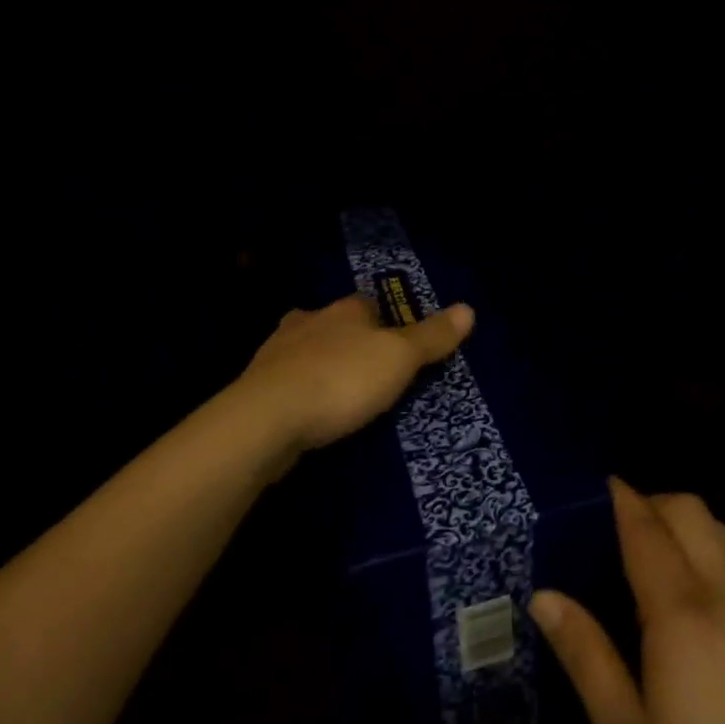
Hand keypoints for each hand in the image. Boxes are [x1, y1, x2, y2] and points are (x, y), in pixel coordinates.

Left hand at [235, 292, 474, 453]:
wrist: (265, 418)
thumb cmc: (342, 380)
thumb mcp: (399, 359)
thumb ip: (432, 337)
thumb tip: (469, 308)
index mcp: (345, 309)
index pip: (369, 305)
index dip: (385, 323)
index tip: (396, 347)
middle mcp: (309, 320)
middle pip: (335, 324)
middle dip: (348, 341)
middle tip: (367, 372)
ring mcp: (277, 352)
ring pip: (305, 350)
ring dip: (319, 364)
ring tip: (337, 393)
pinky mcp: (255, 386)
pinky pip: (284, 382)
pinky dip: (297, 391)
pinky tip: (305, 412)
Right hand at [531, 480, 724, 723]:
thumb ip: (585, 656)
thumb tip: (542, 595)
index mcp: (683, 615)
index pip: (647, 529)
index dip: (623, 499)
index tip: (600, 485)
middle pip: (692, 513)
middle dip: (654, 503)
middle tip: (620, 529)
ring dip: (688, 525)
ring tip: (658, 559)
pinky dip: (717, 554)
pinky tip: (702, 603)